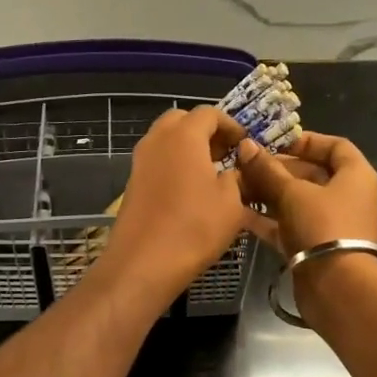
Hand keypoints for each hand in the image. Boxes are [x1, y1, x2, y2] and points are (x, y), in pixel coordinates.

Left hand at [97, 106, 254, 305]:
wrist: (143, 263)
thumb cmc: (194, 228)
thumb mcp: (231, 203)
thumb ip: (236, 178)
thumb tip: (234, 170)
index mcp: (184, 136)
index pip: (209, 113)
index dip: (230, 125)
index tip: (244, 145)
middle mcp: (157, 140)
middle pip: (181, 120)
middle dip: (204, 131)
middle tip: (224, 153)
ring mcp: (140, 161)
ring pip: (165, 140)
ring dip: (187, 148)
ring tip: (209, 173)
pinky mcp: (132, 183)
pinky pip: (156, 161)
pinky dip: (173, 165)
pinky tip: (189, 191)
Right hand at [235, 130, 376, 316]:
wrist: (337, 287)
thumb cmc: (323, 226)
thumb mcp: (292, 193)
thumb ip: (267, 170)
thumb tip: (245, 146)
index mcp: (355, 176)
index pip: (335, 146)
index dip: (306, 141)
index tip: (275, 142)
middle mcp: (346, 197)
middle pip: (310, 174)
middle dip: (276, 170)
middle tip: (244, 166)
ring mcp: (329, 224)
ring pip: (295, 201)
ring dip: (267, 194)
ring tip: (236, 187)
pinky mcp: (313, 247)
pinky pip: (288, 225)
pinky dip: (267, 219)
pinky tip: (238, 213)